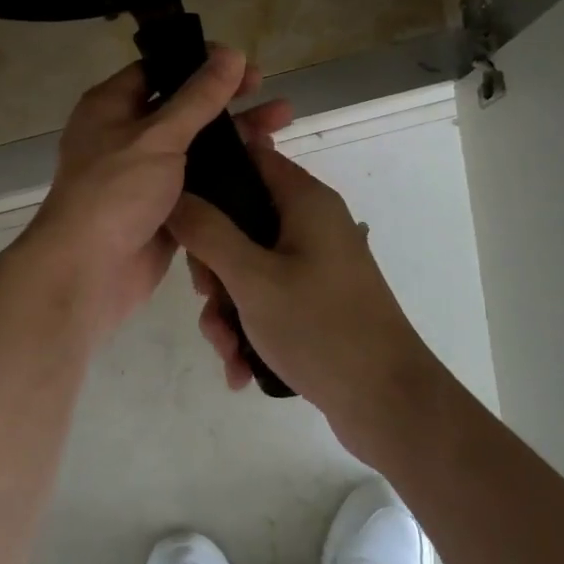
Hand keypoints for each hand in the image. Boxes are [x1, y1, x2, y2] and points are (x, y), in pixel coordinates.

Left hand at [14, 46, 293, 341]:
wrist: (87, 272)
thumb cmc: (115, 192)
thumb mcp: (158, 136)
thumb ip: (198, 97)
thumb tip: (231, 54)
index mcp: (112, 107)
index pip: (159, 70)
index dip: (199, 62)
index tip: (241, 62)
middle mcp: (126, 135)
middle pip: (183, 107)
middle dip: (226, 98)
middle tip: (267, 90)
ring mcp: (145, 174)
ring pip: (196, 146)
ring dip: (234, 135)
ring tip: (282, 122)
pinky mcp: (164, 208)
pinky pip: (200, 182)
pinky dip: (228, 173)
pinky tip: (265, 164)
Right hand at [168, 142, 436, 453]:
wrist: (389, 405)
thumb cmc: (320, 328)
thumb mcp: (252, 277)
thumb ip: (207, 231)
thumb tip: (173, 194)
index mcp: (305, 201)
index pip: (250, 158)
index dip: (210, 174)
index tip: (177, 207)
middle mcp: (312, 224)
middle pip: (240, 220)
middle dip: (212, 264)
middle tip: (206, 296)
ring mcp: (316, 264)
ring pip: (248, 266)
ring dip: (226, 307)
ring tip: (226, 349)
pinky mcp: (317, 300)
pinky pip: (267, 298)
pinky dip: (249, 326)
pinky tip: (241, 367)